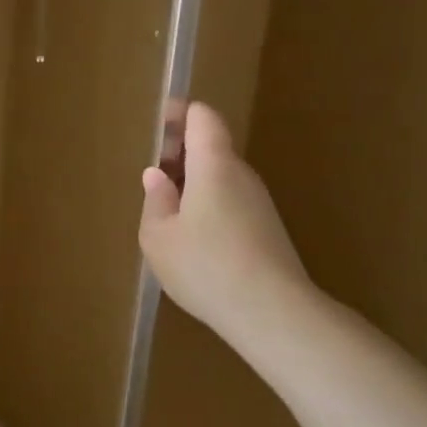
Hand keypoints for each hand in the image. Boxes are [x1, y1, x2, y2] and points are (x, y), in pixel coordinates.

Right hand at [139, 101, 312, 339]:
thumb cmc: (205, 266)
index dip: (180, 113)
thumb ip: (155, 200)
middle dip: (180, 155)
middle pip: (211, 148)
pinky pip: (231, 203)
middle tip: (153, 178)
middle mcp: (241, 176)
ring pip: (221, 178)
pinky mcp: (268, 229)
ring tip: (166, 215)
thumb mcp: (159, 236)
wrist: (273, 313)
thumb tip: (157, 175)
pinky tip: (194, 242)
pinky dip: (208, 208)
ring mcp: (259, 203)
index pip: (203, 118)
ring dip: (193, 185)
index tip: (157, 123)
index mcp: (213, 166)